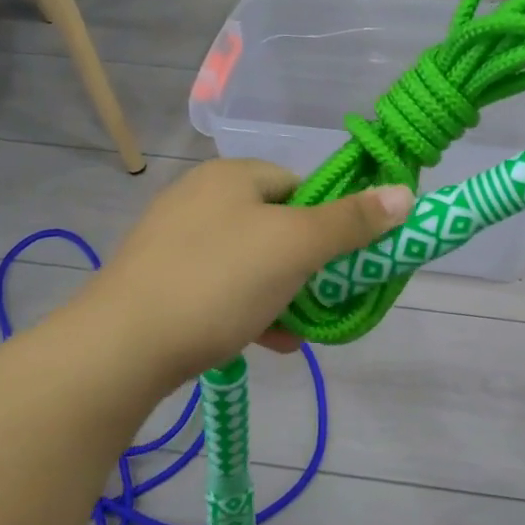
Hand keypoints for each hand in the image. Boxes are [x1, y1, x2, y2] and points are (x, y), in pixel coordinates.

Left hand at [85, 159, 412, 382]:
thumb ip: (351, 222)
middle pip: (276, 227)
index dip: (327, 222)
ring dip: (281, 295)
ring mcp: (174, 241)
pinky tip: (262, 342)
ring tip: (295, 333)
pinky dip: (246, 309)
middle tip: (322, 302)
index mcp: (230, 177)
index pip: (298, 185)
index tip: (339, 262)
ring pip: (249, 262)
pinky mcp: (159, 281)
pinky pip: (219, 287)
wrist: (121, 347)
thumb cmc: (218, 281)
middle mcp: (199, 198)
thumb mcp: (295, 248)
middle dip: (305, 268)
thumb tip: (404, 192)